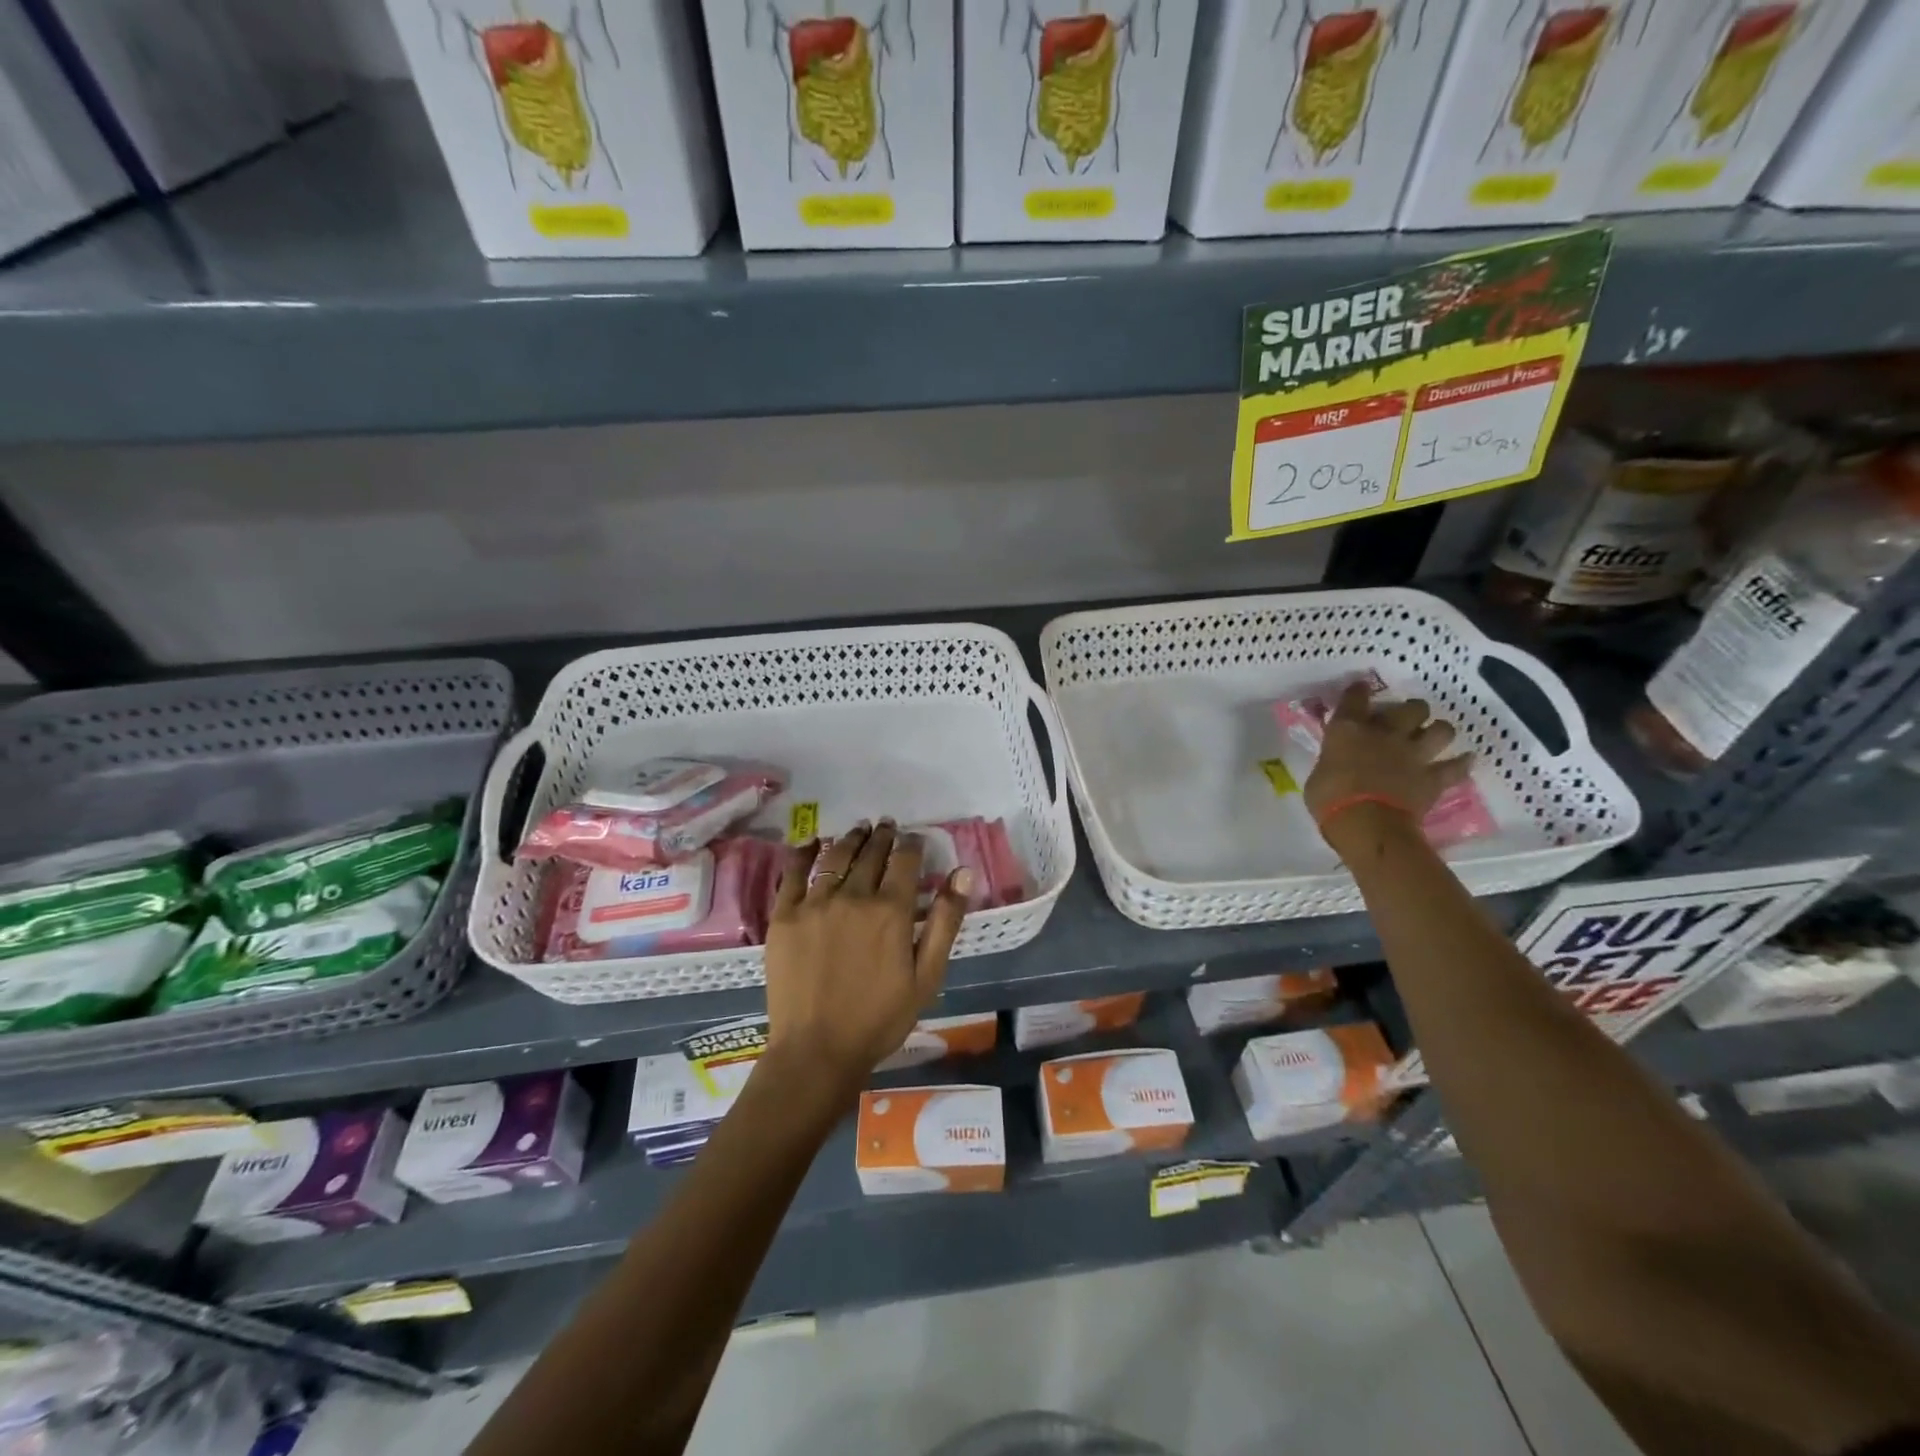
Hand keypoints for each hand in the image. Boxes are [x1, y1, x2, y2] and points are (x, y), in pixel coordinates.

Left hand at [761, 821, 970, 1105]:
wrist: (817, 1051)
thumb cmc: (880, 1019)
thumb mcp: (927, 976)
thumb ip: (946, 921)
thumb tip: (963, 872)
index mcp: (891, 910)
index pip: (905, 860)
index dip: (912, 844)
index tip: (914, 838)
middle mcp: (853, 896)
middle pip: (871, 853)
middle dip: (882, 836)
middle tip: (886, 826)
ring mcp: (814, 903)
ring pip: (835, 857)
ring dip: (850, 839)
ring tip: (858, 830)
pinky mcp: (784, 916)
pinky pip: (793, 874)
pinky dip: (804, 853)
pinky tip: (811, 843)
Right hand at [1304, 683, 1472, 832]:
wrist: (1367, 825)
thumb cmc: (1329, 800)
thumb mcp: (1318, 776)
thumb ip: (1331, 762)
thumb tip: (1336, 763)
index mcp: (1348, 730)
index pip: (1354, 698)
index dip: (1358, 691)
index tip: (1360, 689)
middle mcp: (1385, 734)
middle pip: (1410, 708)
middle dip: (1411, 711)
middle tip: (1406, 719)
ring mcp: (1413, 755)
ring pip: (1441, 730)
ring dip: (1438, 731)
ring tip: (1434, 736)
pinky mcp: (1433, 778)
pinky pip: (1456, 768)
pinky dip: (1461, 764)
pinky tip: (1464, 761)